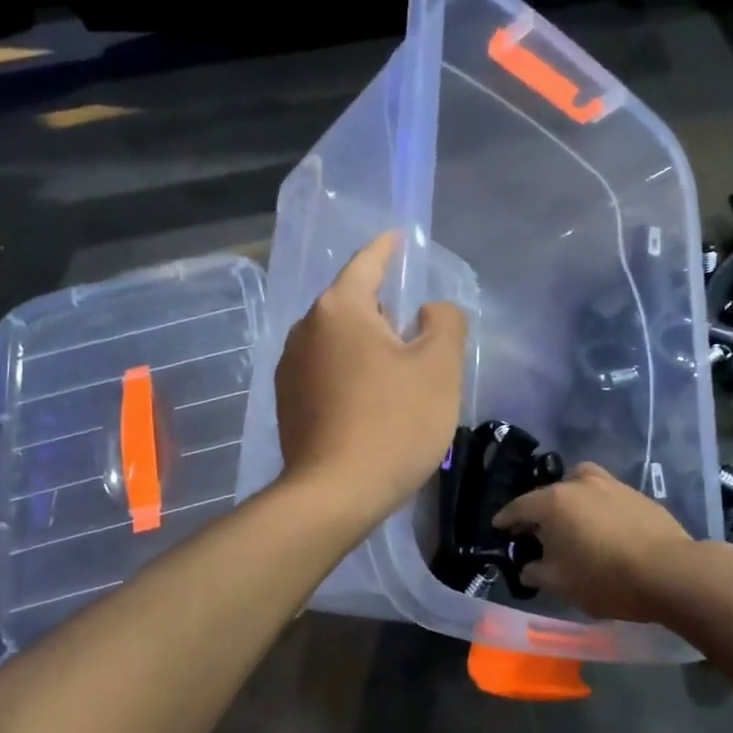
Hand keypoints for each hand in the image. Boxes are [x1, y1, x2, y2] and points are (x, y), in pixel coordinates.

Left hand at [275, 232, 467, 527]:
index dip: (387, 248)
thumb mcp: (439, 367)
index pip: (367, 263)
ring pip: (337, 339)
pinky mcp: (288, 402)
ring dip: (366, 343)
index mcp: (340, 309)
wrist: (335, 494)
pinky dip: (350, 370)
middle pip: (351, 303)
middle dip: (382, 306)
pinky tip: (371, 398)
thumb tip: (428, 312)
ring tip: (397, 366)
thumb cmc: (394, 423)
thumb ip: (445, 322)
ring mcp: (290, 368)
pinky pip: (326, 369)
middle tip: (416, 324)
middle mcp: (306, 329)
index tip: (399, 237)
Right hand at [492, 462, 697, 621]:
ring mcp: (611, 485)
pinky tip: (604, 529)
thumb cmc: (606, 578)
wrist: (670, 572)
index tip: (499, 527)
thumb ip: (537, 572)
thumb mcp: (561, 584)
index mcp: (554, 502)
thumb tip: (528, 566)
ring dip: (571, 501)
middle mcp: (579, 484)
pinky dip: (597, 508)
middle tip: (537, 531)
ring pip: (581, 486)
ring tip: (573, 524)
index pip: (519, 506)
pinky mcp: (637, 494)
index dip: (506, 518)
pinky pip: (606, 497)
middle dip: (540, 510)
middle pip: (550, 493)